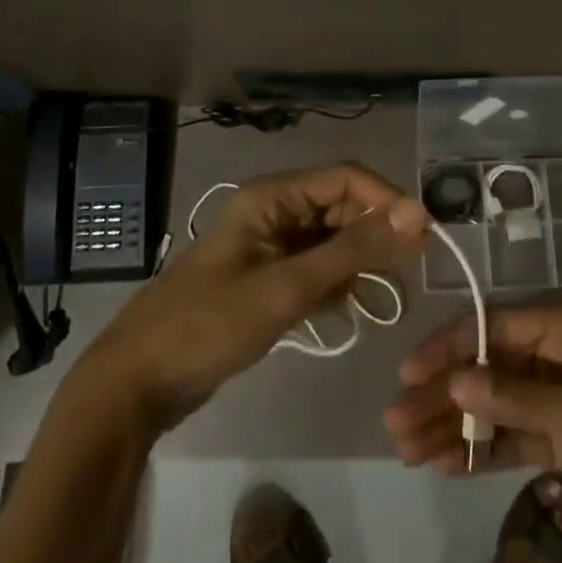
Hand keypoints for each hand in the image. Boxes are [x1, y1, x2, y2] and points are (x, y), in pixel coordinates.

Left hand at [87, 163, 429, 431]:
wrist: (137, 383)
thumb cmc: (209, 325)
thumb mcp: (287, 287)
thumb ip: (352, 250)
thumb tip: (416, 215)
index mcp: (271, 197)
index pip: (345, 179)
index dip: (387, 201)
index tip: (424, 235)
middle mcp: (274, 211)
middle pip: (341, 207)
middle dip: (374, 235)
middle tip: (406, 272)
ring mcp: (270, 246)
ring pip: (332, 239)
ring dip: (355, 262)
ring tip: (373, 296)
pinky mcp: (268, 278)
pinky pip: (317, 268)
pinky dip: (334, 283)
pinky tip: (340, 308)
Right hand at [385, 301, 561, 544]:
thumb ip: (529, 403)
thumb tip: (456, 382)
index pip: (496, 328)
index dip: (449, 349)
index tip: (406, 376)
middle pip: (491, 368)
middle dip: (443, 394)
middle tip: (394, 427)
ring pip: (502, 406)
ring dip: (458, 426)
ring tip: (409, 452)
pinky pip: (525, 438)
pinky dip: (489, 451)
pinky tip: (450, 466)